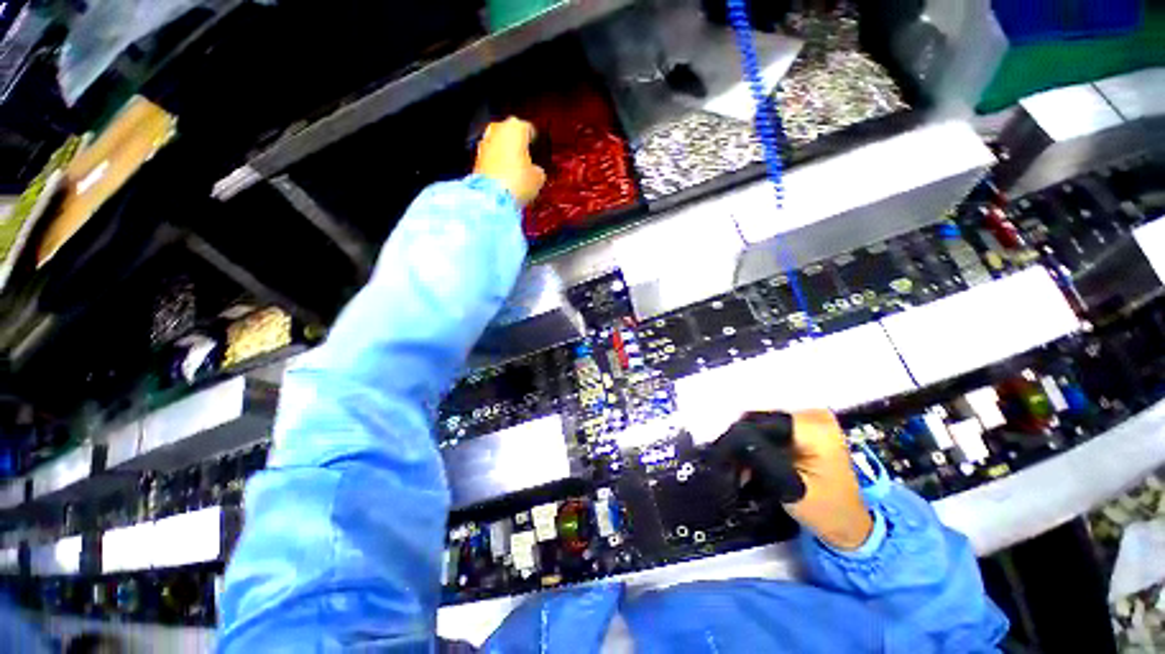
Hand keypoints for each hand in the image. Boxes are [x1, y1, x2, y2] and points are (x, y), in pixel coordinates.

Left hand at [474, 117, 545, 206]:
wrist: (491, 197)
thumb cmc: (518, 181)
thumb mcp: (538, 178)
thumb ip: (537, 169)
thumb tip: (535, 170)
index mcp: (516, 127)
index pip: (528, 128)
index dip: (534, 140)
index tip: (537, 149)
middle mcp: (498, 128)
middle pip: (510, 133)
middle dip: (516, 144)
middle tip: (525, 159)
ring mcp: (484, 142)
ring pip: (498, 144)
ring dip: (505, 153)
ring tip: (514, 169)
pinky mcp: (475, 157)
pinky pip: (490, 157)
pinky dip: (496, 163)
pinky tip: (503, 176)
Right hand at [718, 410, 872, 550]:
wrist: (849, 523)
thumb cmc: (826, 510)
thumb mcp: (791, 486)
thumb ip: (762, 458)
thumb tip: (732, 440)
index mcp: (815, 427)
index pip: (762, 421)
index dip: (739, 437)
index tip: (722, 454)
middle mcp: (812, 414)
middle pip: (760, 418)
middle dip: (741, 440)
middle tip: (728, 463)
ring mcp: (809, 419)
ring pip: (761, 423)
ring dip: (747, 443)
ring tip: (738, 466)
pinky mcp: (804, 426)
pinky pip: (770, 428)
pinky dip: (758, 444)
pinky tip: (751, 462)